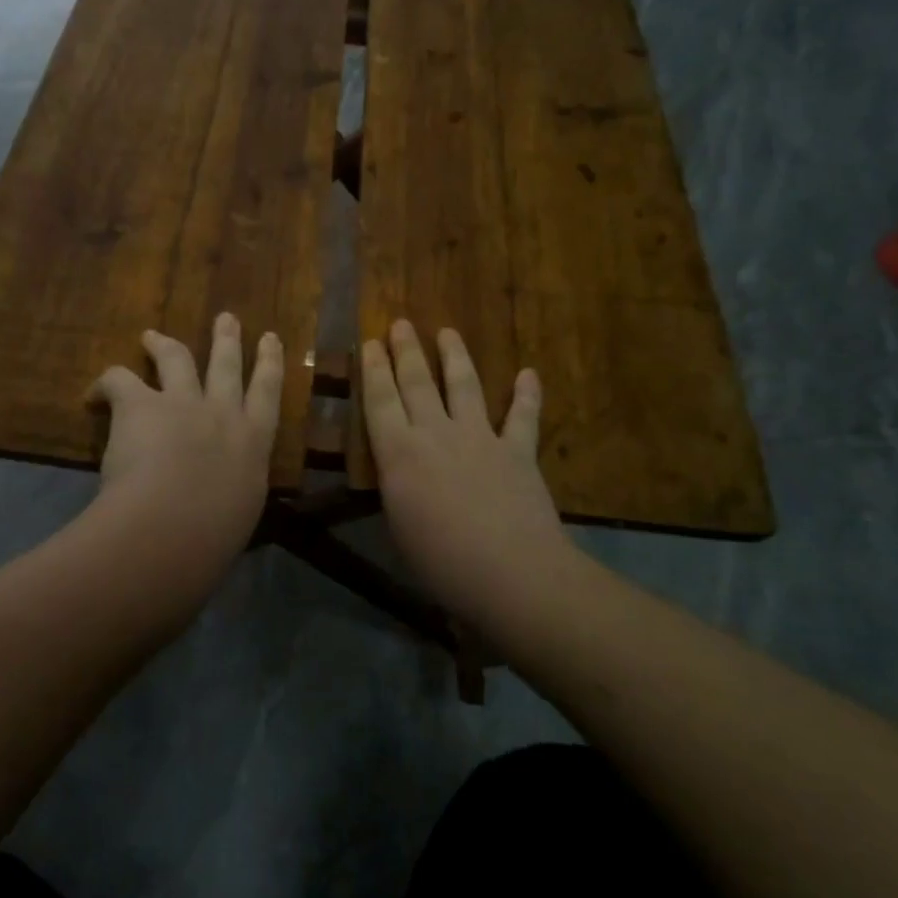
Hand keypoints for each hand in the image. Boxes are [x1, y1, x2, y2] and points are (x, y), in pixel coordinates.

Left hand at [89, 314, 282, 570]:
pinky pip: (121, 378)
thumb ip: (232, 491)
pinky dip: (106, 382)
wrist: (174, 528)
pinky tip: (95, 393)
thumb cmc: (213, 537)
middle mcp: (222, 412)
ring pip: (178, 358)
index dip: (270, 362)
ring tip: (151, 336)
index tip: (271, 338)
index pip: (268, 392)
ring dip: (164, 343)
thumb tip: (223, 496)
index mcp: (253, 442)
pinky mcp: (141, 404)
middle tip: (226, 318)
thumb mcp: (238, 512)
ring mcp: (182, 403)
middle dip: (227, 339)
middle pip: (226, 364)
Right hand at [362, 322, 564, 619]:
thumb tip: (399, 471)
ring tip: (447, 331)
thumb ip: (398, 487)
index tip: (368, 342)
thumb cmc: (441, 561)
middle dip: (405, 351)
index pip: (380, 400)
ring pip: (464, 386)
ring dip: (455, 356)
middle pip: (416, 383)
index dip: (372, 369)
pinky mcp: (517, 451)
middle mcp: (436, 434)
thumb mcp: (399, 525)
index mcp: (399, 453)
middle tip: (399, 323)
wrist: (511, 574)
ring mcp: (480, 438)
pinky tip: (529, 373)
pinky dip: (527, 394)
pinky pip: (522, 417)